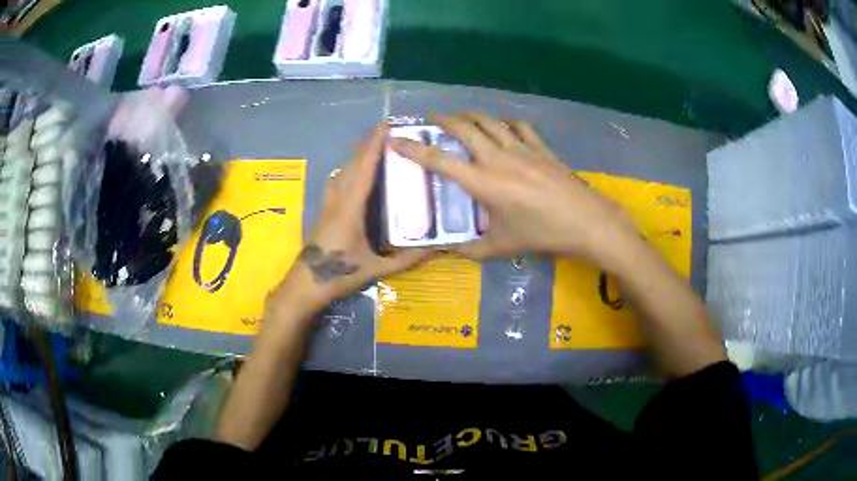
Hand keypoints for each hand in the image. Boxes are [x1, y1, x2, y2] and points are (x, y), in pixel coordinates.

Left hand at [270, 124, 430, 315]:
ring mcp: (327, 203)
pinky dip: (348, 169)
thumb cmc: (339, 275)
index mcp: (350, 209)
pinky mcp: (324, 209)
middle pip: (352, 164)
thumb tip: (435, 249)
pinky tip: (354, 172)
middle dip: (367, 144)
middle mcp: (337, 199)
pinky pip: (337, 180)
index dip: (374, 146)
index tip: (385, 127)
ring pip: (342, 170)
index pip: (364, 170)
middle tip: (385, 130)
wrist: (306, 283)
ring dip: (356, 155)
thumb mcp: (376, 269)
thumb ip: (406, 260)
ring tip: (373, 146)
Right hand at [389, 112, 639, 266]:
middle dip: (444, 119)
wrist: (584, 221)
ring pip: (490, 121)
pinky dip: (506, 122)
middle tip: (432, 118)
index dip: (413, 149)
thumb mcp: (503, 247)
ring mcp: (521, 149)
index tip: (395, 139)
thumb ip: (473, 249)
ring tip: (463, 116)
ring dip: (472, 115)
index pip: (439, 161)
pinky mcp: (541, 147)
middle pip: (464, 128)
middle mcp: (497, 158)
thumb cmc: (541, 234)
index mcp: (482, 182)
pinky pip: (519, 126)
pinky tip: (504, 126)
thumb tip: (452, 253)